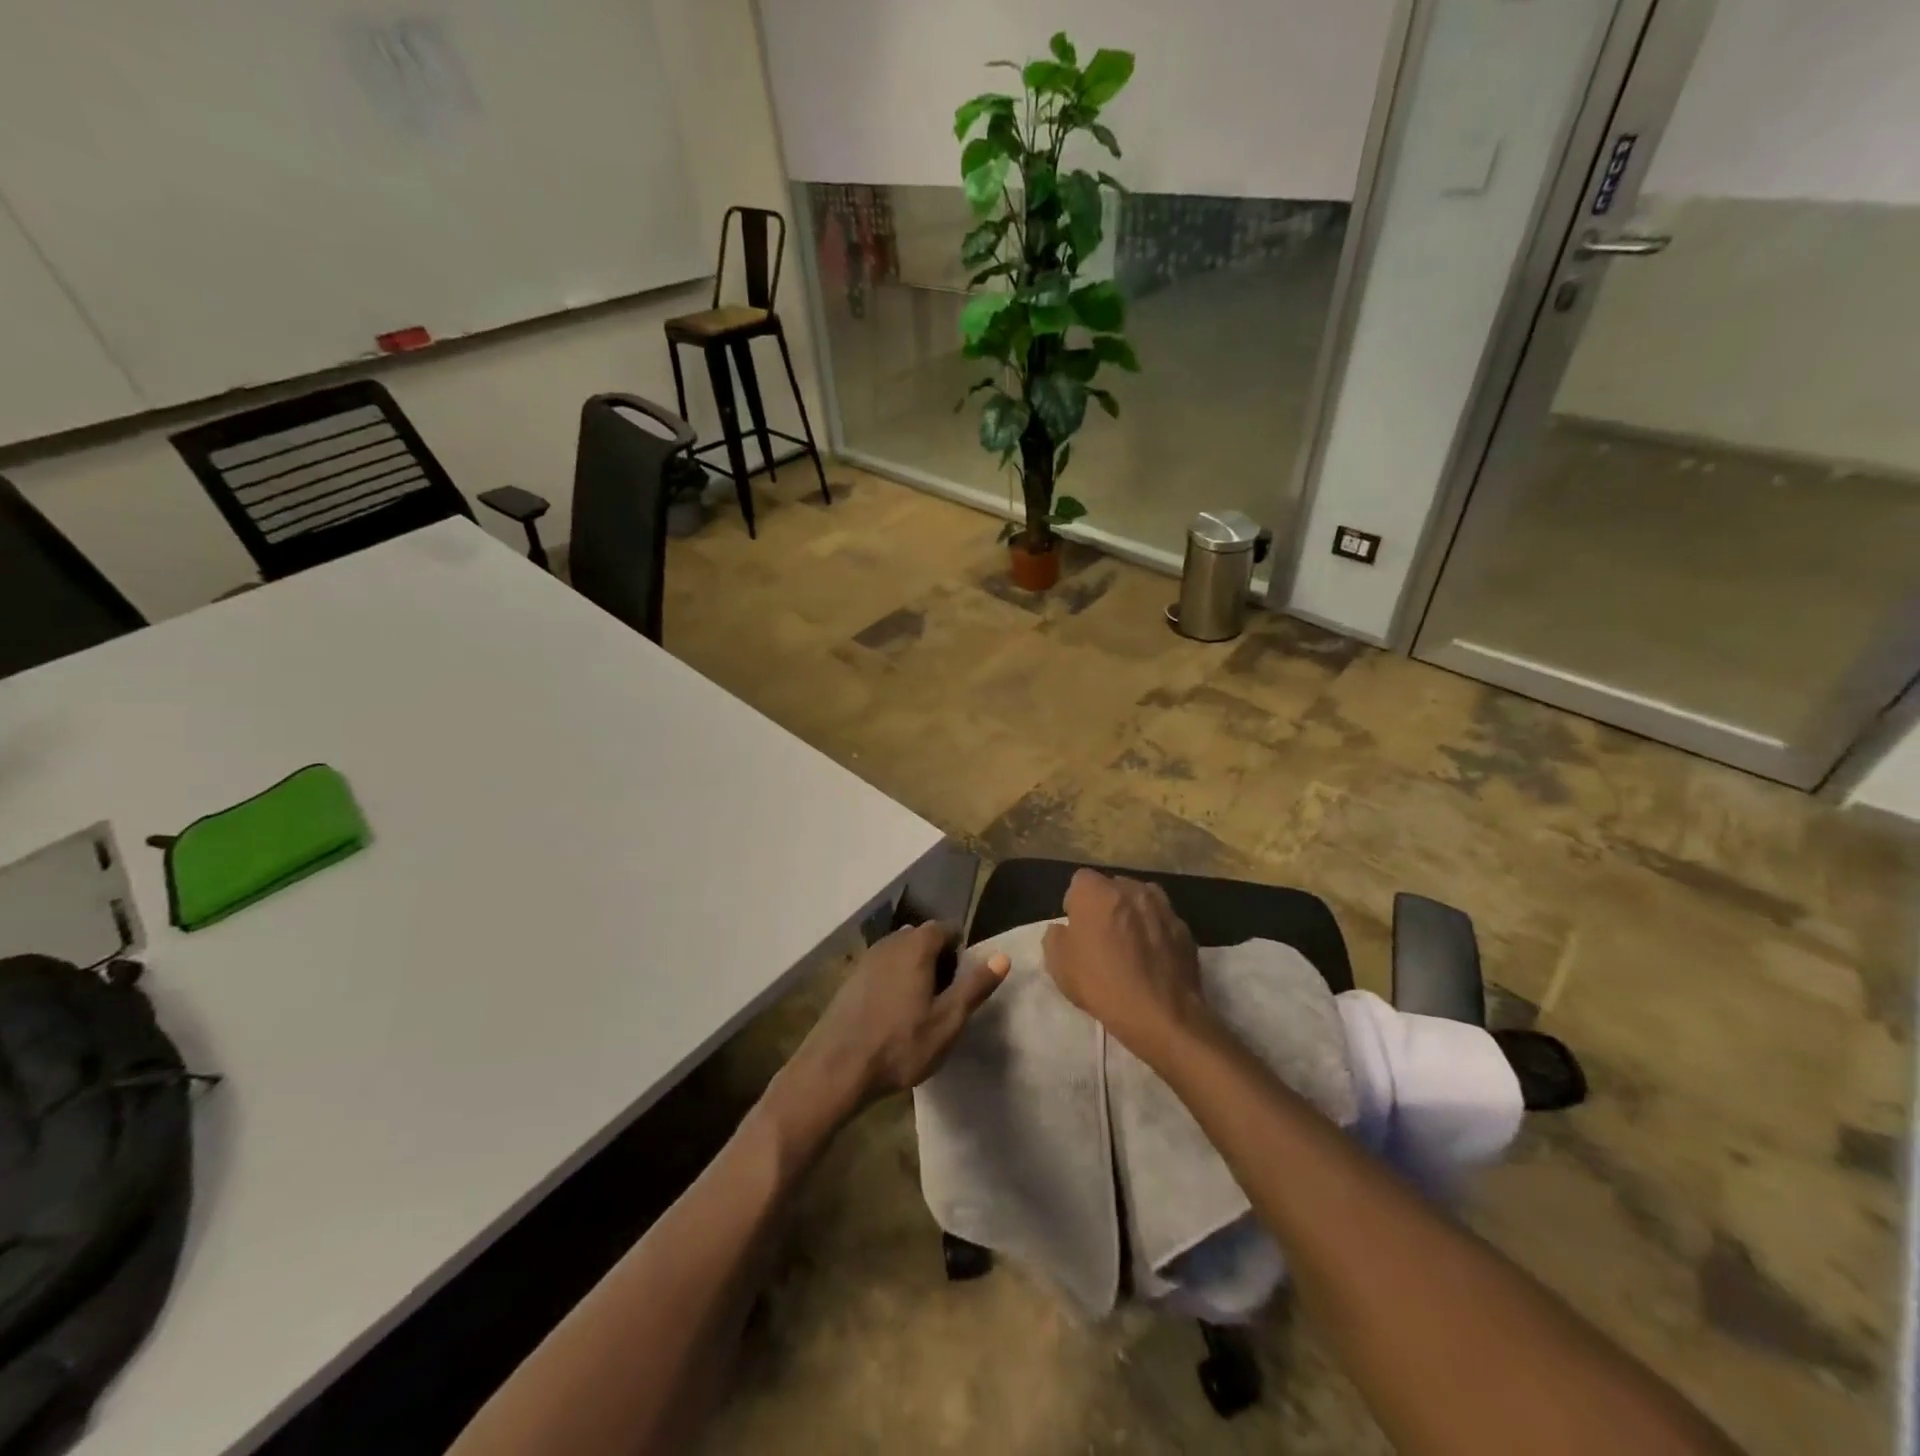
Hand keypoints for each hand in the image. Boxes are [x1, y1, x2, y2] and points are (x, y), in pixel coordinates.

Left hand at [778, 923, 1009, 1129]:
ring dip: (915, 970)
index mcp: (916, 946)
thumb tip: (1002, 956)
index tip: (965, 980)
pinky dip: (894, 980)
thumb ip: (974, 986)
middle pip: (922, 938)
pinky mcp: (851, 979)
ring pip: (901, 953)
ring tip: (922, 1007)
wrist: (835, 1068)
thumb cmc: (899, 1045)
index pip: (946, 928)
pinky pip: (882, 968)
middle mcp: (890, 942)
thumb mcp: (947, 1021)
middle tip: (946, 996)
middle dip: (938, 958)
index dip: (960, 949)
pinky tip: (894, 1013)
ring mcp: (866, 959)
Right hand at [1042, 870, 1208, 1060]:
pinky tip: (1152, 959)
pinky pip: (1162, 922)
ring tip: (1130, 945)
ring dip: (1133, 914)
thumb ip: (1055, 937)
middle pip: (1112, 887)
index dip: (1075, 903)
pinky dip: (1155, 932)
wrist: (1160, 1014)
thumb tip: (1064, 929)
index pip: (1080, 881)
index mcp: (1097, 891)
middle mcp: (1131, 889)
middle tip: (1102, 936)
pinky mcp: (1184, 928)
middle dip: (1105, 905)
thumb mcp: (1058, 965)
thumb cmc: (1101, 984)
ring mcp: (1162, 906)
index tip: (1077, 928)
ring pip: (1141, 901)